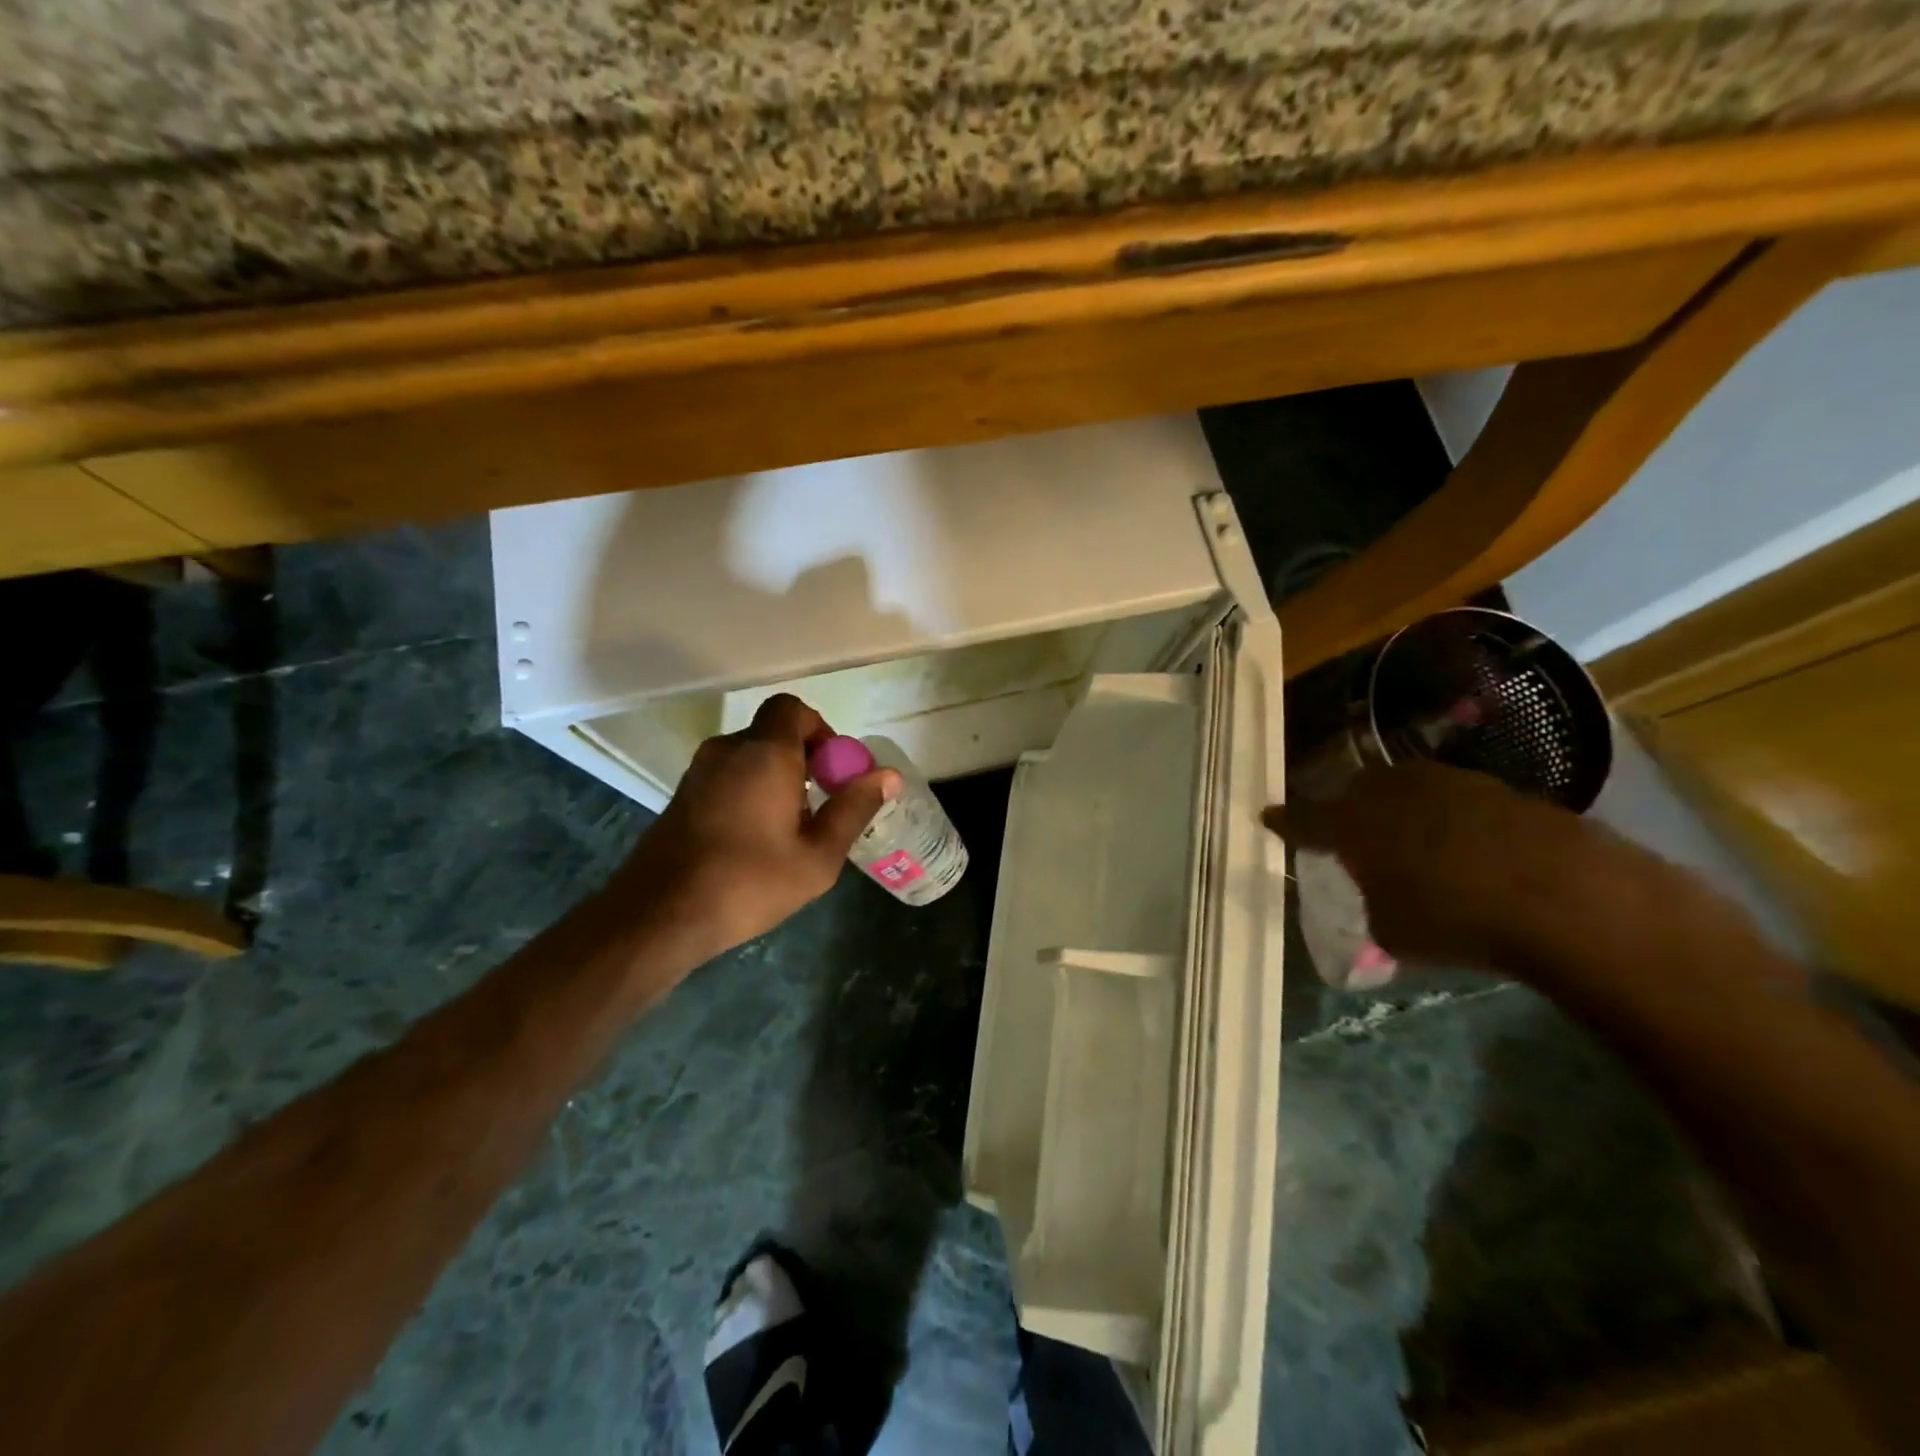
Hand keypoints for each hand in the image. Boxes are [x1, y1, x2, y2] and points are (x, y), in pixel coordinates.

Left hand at [612, 695, 900, 963]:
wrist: (660, 916)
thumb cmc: (749, 882)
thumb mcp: (818, 855)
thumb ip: (854, 808)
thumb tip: (889, 775)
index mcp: (765, 753)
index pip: (793, 708)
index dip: (820, 730)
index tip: (833, 772)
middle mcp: (728, 750)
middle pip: (773, 734)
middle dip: (803, 760)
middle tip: (819, 806)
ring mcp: (699, 772)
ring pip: (749, 757)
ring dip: (776, 778)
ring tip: (789, 829)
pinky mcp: (681, 796)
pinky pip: (727, 777)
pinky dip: (749, 791)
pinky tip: (754, 839)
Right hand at [1264, 761, 1621, 971]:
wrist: (1564, 895)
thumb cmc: (1455, 918)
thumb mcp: (1395, 934)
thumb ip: (1374, 911)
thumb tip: (1379, 908)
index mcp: (1351, 825)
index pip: (1303, 820)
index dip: (1285, 821)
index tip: (1268, 816)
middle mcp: (1390, 792)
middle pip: (1354, 792)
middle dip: (1348, 809)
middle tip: (1351, 832)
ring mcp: (1445, 783)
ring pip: (1406, 788)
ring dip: (1402, 809)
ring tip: (1411, 838)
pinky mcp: (1496, 787)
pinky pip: (1455, 799)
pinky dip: (1451, 818)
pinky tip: (1467, 846)